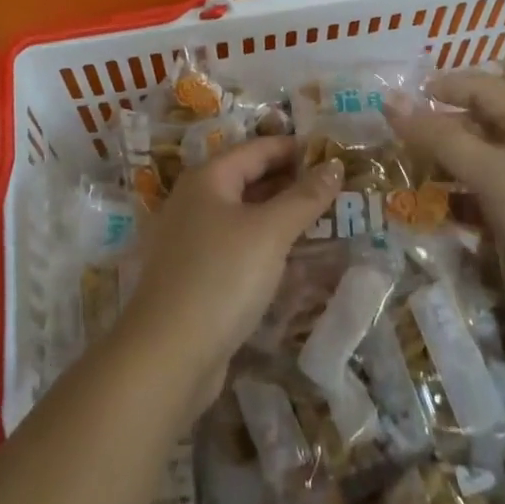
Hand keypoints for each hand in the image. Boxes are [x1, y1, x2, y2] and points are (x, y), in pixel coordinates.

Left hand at [116, 137, 341, 421]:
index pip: (258, 148)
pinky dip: (265, 244)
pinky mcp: (195, 274)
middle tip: (336, 188)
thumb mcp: (270, 232)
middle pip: (249, 178)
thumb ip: (304, 197)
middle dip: (291, 181)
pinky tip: (293, 258)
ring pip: (244, 214)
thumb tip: (335, 165)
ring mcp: (191, 239)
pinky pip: (238, 245)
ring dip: (281, 214)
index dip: (296, 148)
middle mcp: (195, 200)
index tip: (334, 153)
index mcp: (208, 178)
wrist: (168, 355)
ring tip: (323, 219)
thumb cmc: (221, 277)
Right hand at [384, 72, 504, 321]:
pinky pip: (477, 207)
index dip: (445, 86)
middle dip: (434, 130)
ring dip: (439, 170)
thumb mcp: (490, 171)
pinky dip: (453, 206)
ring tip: (400, 176)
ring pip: (472, 170)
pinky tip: (427, 215)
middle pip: (473, 129)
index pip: (480, 89)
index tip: (403, 99)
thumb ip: (438, 137)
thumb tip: (389, 101)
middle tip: (391, 140)